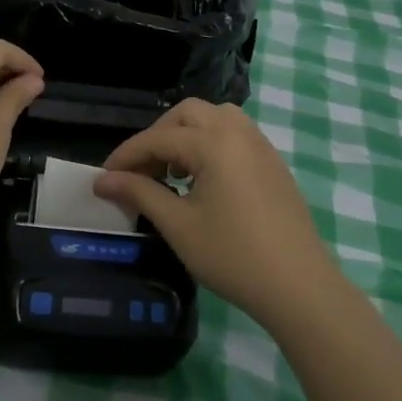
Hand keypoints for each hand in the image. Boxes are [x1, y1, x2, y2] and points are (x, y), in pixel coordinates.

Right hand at [94, 99, 339, 324]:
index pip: (158, 138)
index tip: (104, 177)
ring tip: (174, 171)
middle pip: (187, 114)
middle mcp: (238, 132)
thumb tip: (103, 180)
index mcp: (213, 143)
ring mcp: (260, 145)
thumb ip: (139, 193)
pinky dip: (211, 142)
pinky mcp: (273, 163)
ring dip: (187, 134)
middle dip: (157, 136)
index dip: (126, 156)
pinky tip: (203, 179)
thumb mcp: (178, 225)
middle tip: (141, 170)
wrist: (298, 286)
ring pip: (215, 118)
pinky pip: (235, 134)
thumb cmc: (232, 256)